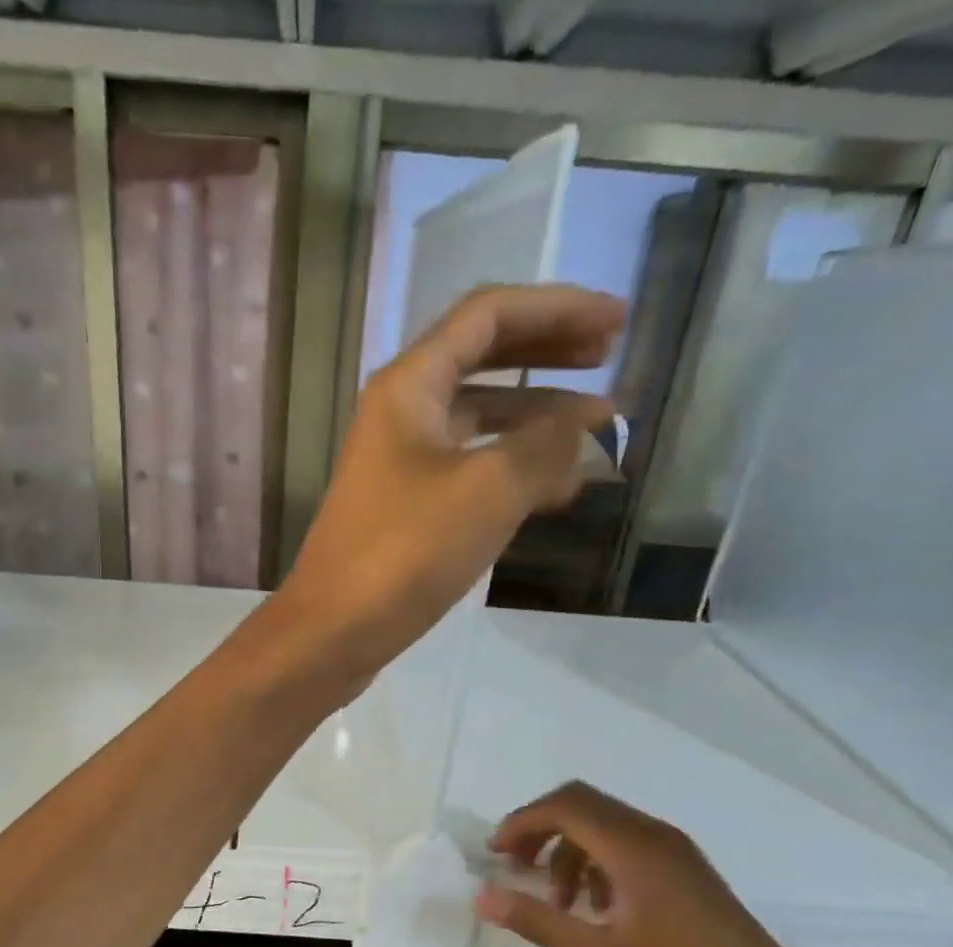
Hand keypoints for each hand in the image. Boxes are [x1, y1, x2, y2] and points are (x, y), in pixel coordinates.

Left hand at [273, 285, 622, 679]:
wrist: (334, 631)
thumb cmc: (405, 553)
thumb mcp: (488, 490)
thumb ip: (546, 446)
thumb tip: (588, 425)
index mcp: (410, 386)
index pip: (489, 316)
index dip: (557, 309)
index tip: (618, 323)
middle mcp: (401, 414)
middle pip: (483, 360)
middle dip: (548, 354)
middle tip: (610, 358)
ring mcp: (401, 464)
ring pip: (479, 421)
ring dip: (537, 418)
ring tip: (599, 429)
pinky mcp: (406, 509)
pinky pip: (469, 469)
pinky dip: (513, 468)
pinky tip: (557, 487)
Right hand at [475, 782, 830, 946]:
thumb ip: (537, 920)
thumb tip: (482, 893)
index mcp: (633, 848)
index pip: (563, 806)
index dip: (521, 822)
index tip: (494, 854)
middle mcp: (654, 835)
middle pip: (582, 805)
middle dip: (539, 829)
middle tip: (515, 867)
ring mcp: (675, 851)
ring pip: (605, 824)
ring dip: (568, 849)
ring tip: (557, 901)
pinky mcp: (686, 870)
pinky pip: (628, 844)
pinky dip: (596, 861)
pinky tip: (596, 908)